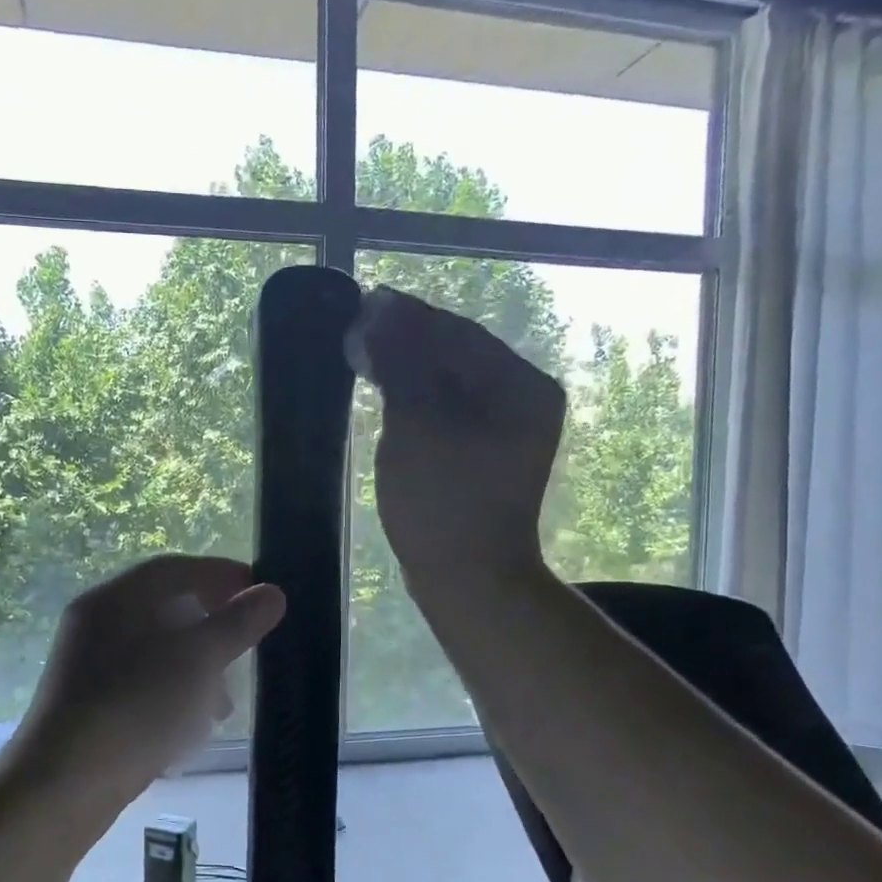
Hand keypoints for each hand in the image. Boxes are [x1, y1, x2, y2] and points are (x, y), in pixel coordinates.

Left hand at [15, 555, 285, 808]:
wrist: (61, 788)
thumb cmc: (134, 709)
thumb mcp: (196, 662)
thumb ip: (236, 624)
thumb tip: (272, 593)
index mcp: (114, 600)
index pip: (176, 569)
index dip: (223, 575)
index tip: (262, 592)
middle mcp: (97, 624)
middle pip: (167, 610)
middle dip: (213, 630)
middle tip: (247, 649)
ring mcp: (89, 666)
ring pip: (158, 653)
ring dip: (198, 671)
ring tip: (224, 706)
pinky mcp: (90, 705)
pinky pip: (143, 685)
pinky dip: (174, 696)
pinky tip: (191, 728)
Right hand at [349, 286, 565, 584]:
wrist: (469, 580)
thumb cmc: (442, 502)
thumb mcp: (417, 425)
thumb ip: (401, 363)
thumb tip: (379, 312)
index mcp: (521, 386)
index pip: (458, 333)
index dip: (408, 316)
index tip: (363, 302)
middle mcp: (525, 399)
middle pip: (458, 354)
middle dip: (408, 340)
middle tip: (356, 328)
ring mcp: (510, 430)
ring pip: (452, 382)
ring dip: (410, 366)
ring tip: (365, 353)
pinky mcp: (489, 455)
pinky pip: (451, 409)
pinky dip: (418, 397)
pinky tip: (389, 391)